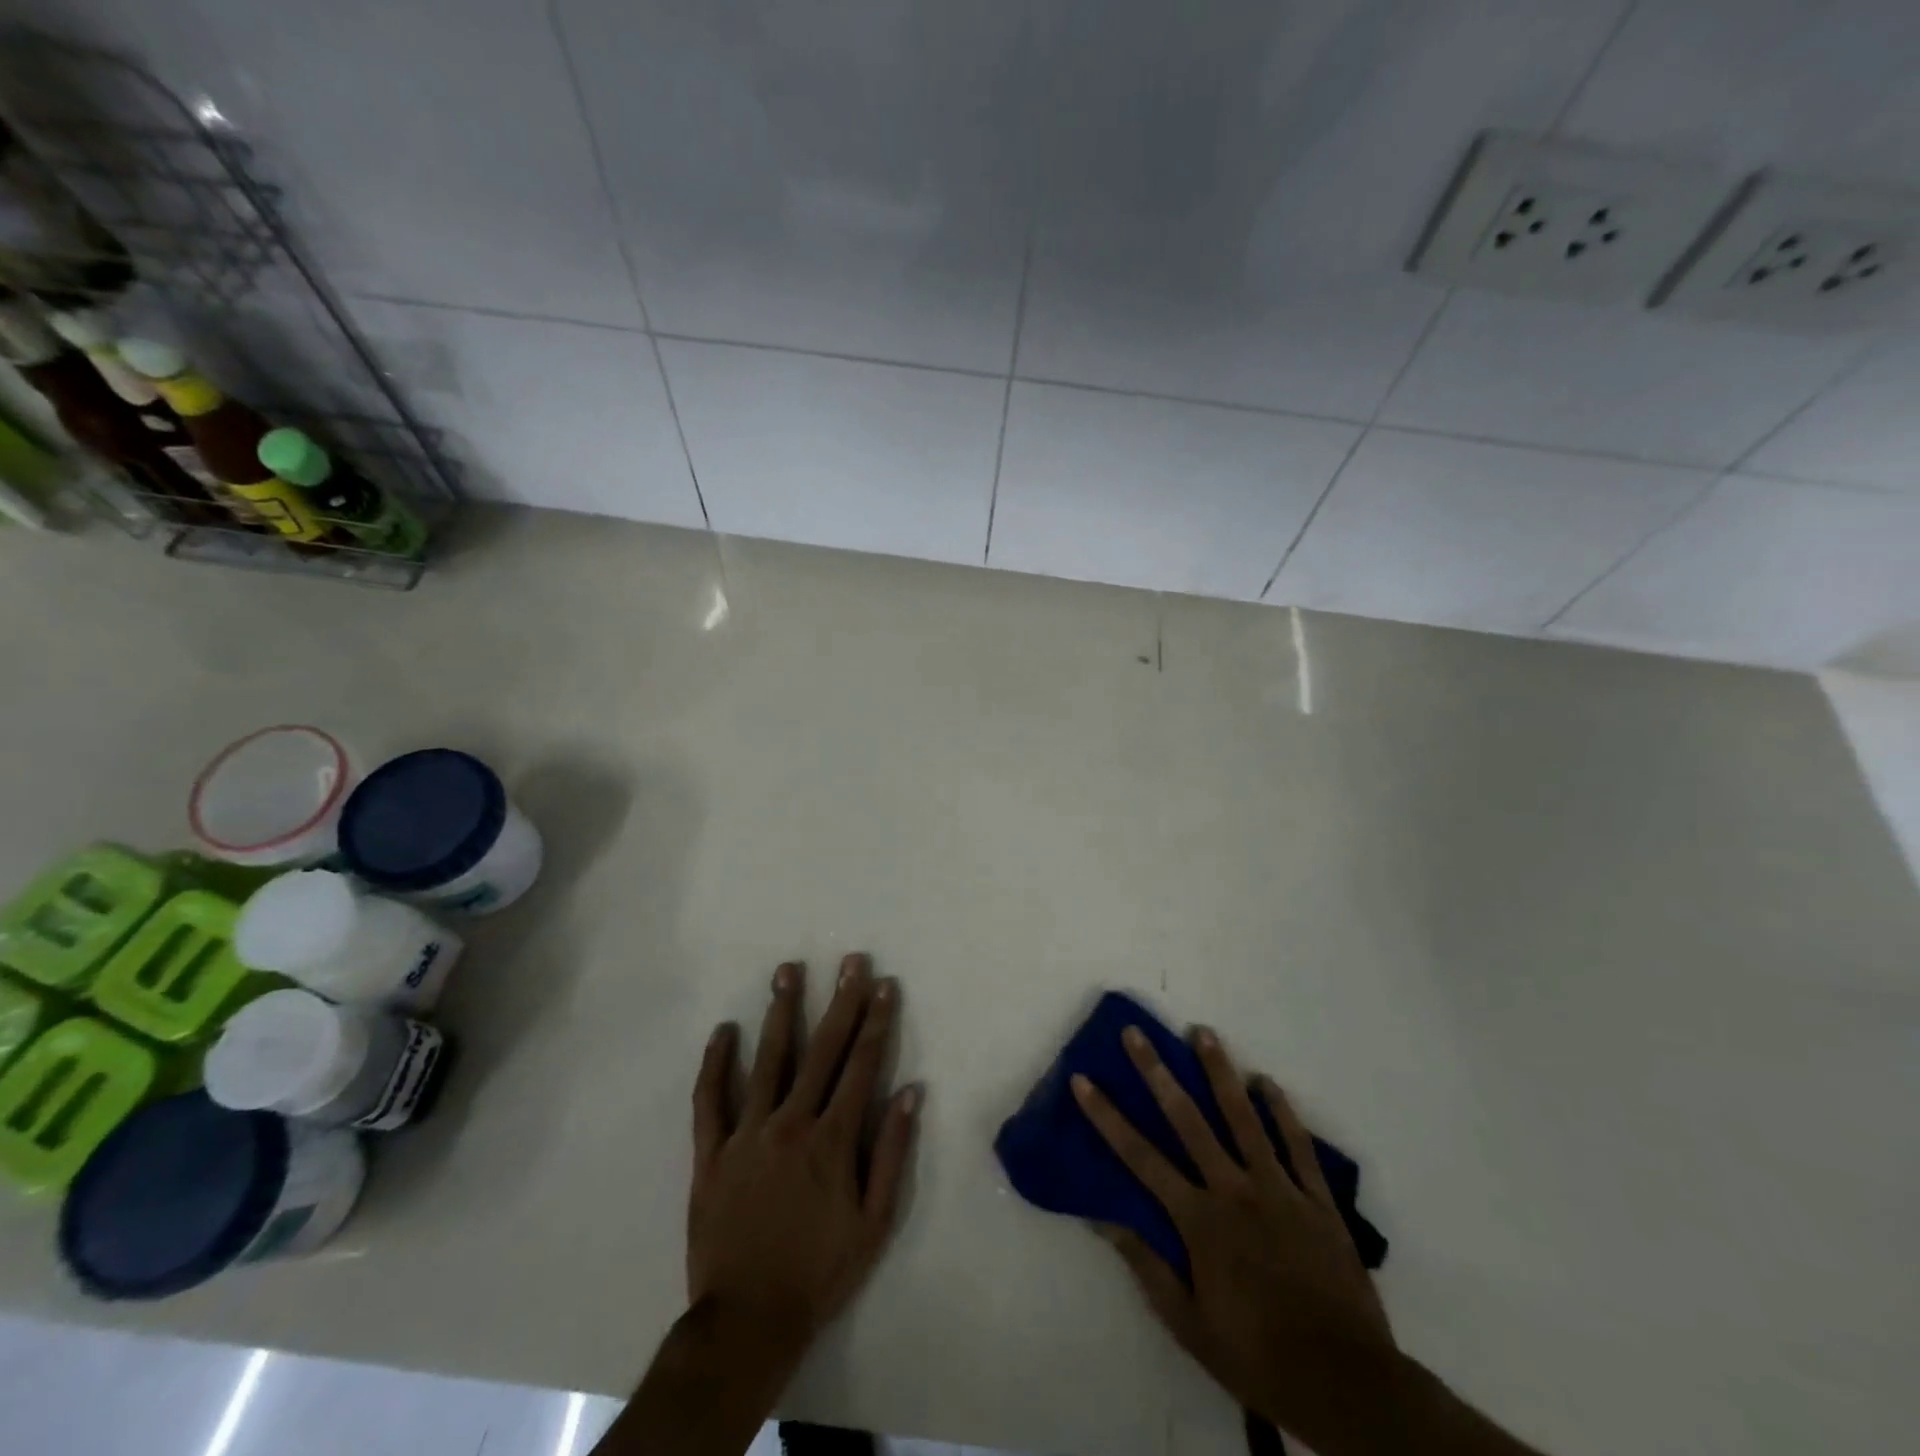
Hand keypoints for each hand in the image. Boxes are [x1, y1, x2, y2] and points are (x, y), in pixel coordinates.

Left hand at [688, 955, 919, 1370]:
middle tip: (849, 960)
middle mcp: (791, 1123)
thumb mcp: (874, 1221)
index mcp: (832, 1139)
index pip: (861, 1065)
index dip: (875, 1021)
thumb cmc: (820, 1271)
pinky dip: (715, 1063)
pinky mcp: (711, 1153)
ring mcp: (747, 1134)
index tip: (883, 984)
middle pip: (821, 1050)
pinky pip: (709, 1100)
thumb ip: (891, 1152)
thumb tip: (911, 1091)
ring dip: (780, 1012)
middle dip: (839, 1001)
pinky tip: (723, 1030)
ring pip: (767, 1060)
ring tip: (787, 970)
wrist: (747, 1320)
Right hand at [1072, 1027, 1398, 1452]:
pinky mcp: (1317, 1199)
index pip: (1140, 1156)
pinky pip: (1297, 1144)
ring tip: (1203, 1032)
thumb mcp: (1188, 1324)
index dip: (1107, 1116)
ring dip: (1220, 1071)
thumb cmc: (1257, 1354)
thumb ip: (1146, 1266)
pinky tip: (1267, 1081)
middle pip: (1187, 1119)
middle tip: (1136, 1033)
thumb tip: (1102, 1219)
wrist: (1346, 1384)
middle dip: (1156, 1072)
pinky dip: (1282, 1110)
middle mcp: (1234, 1189)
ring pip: (1244, 1117)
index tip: (1083, 1080)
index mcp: (1199, 1220)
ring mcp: (1279, 1189)